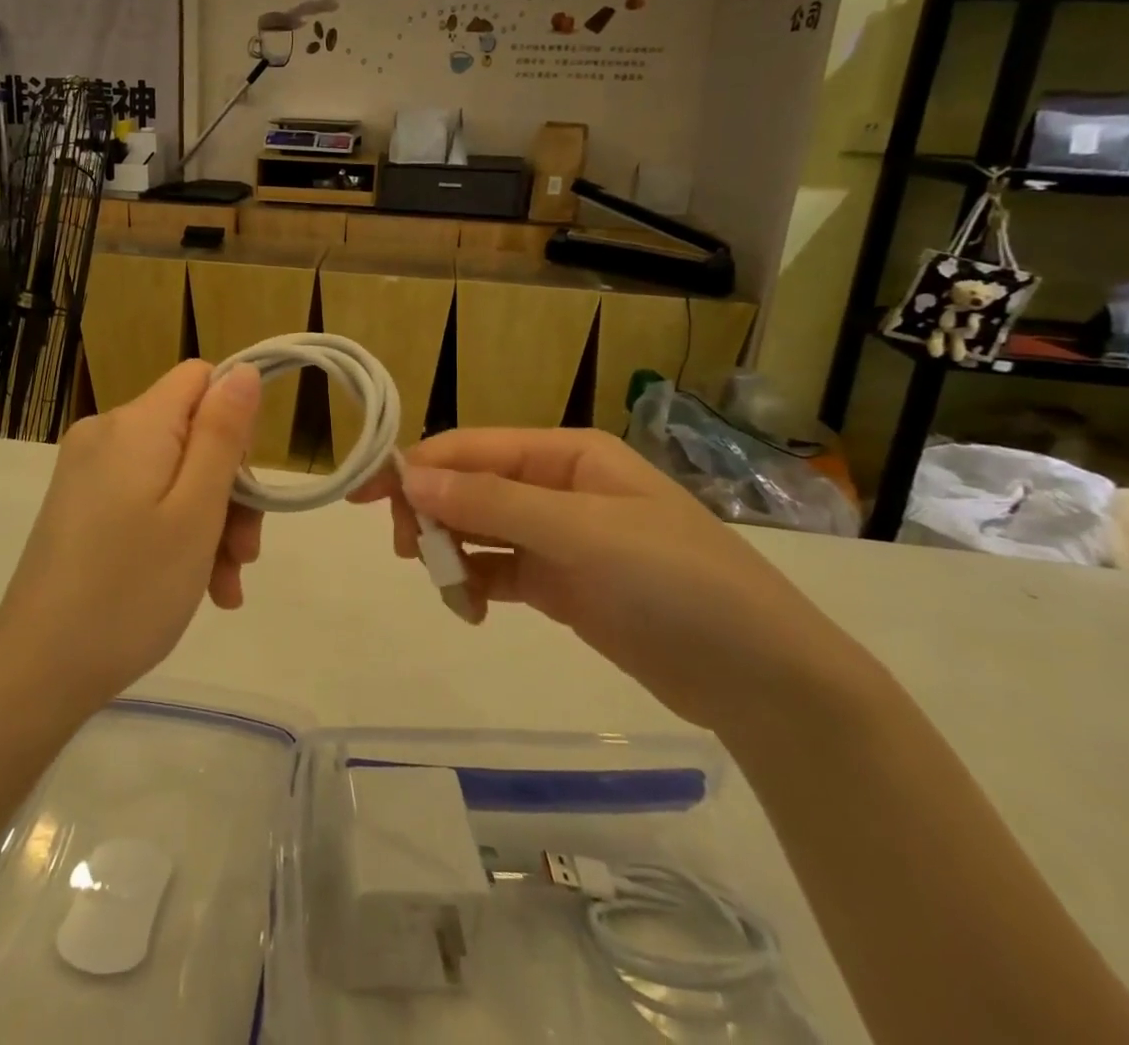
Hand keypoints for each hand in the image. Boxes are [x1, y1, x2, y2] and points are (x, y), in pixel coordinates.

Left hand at [0, 361, 263, 714]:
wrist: (36, 672)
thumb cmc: (130, 590)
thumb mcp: (195, 511)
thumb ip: (222, 434)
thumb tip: (244, 371)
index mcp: (135, 424)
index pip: (201, 379)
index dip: (235, 421)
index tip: (246, 485)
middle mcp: (105, 434)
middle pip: (191, 432)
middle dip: (228, 489)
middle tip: (245, 556)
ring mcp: (87, 472)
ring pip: (173, 473)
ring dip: (209, 522)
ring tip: (225, 587)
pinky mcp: (79, 506)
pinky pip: (144, 500)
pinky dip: (175, 533)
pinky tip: (200, 587)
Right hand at [354, 428, 871, 731]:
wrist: (763, 680)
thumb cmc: (676, 582)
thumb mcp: (581, 533)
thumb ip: (492, 503)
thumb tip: (410, 476)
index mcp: (565, 453)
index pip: (472, 448)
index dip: (417, 466)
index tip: (366, 497)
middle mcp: (556, 486)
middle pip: (468, 486)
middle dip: (432, 514)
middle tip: (412, 555)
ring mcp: (558, 537)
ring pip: (477, 530)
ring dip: (450, 553)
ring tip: (447, 590)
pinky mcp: (559, 583)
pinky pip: (496, 571)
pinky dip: (473, 584)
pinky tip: (469, 609)